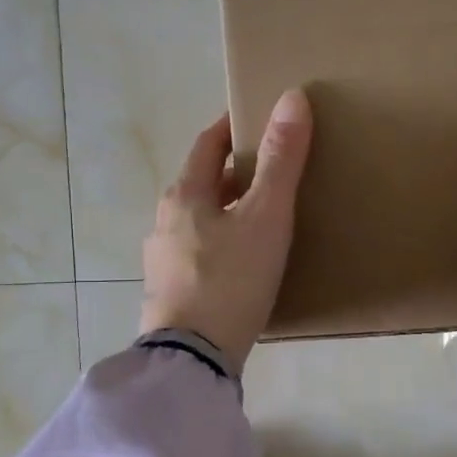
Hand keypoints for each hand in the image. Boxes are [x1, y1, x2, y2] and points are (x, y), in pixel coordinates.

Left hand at [140, 90, 312, 374]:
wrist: (193, 359)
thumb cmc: (230, 279)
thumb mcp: (265, 217)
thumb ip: (281, 161)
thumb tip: (293, 98)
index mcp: (184, 196)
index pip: (206, 145)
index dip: (230, 128)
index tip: (255, 118)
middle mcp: (165, 222)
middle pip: (200, 184)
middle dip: (232, 172)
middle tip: (271, 169)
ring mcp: (163, 261)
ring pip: (199, 221)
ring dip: (227, 210)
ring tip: (262, 217)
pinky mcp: (170, 294)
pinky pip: (199, 253)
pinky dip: (222, 244)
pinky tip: (243, 263)